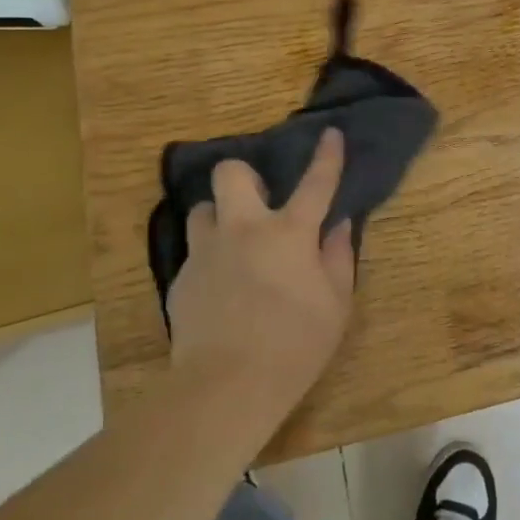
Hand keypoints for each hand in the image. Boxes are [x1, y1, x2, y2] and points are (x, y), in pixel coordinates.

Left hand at [166, 128, 356, 437]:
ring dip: (220, 217)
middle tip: (259, 201)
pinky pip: (195, 254)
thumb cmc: (295, 344)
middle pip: (230, 174)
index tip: (330, 133)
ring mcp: (206, 253)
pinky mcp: (182, 282)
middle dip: (244, 175)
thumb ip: (337, 258)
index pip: (315, 183)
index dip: (326, 156)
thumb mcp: (336, 305)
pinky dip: (211, 260)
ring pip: (203, 210)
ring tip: (234, 243)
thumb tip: (338, 226)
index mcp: (289, 234)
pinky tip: (222, 290)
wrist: (226, 386)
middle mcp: (243, 230)